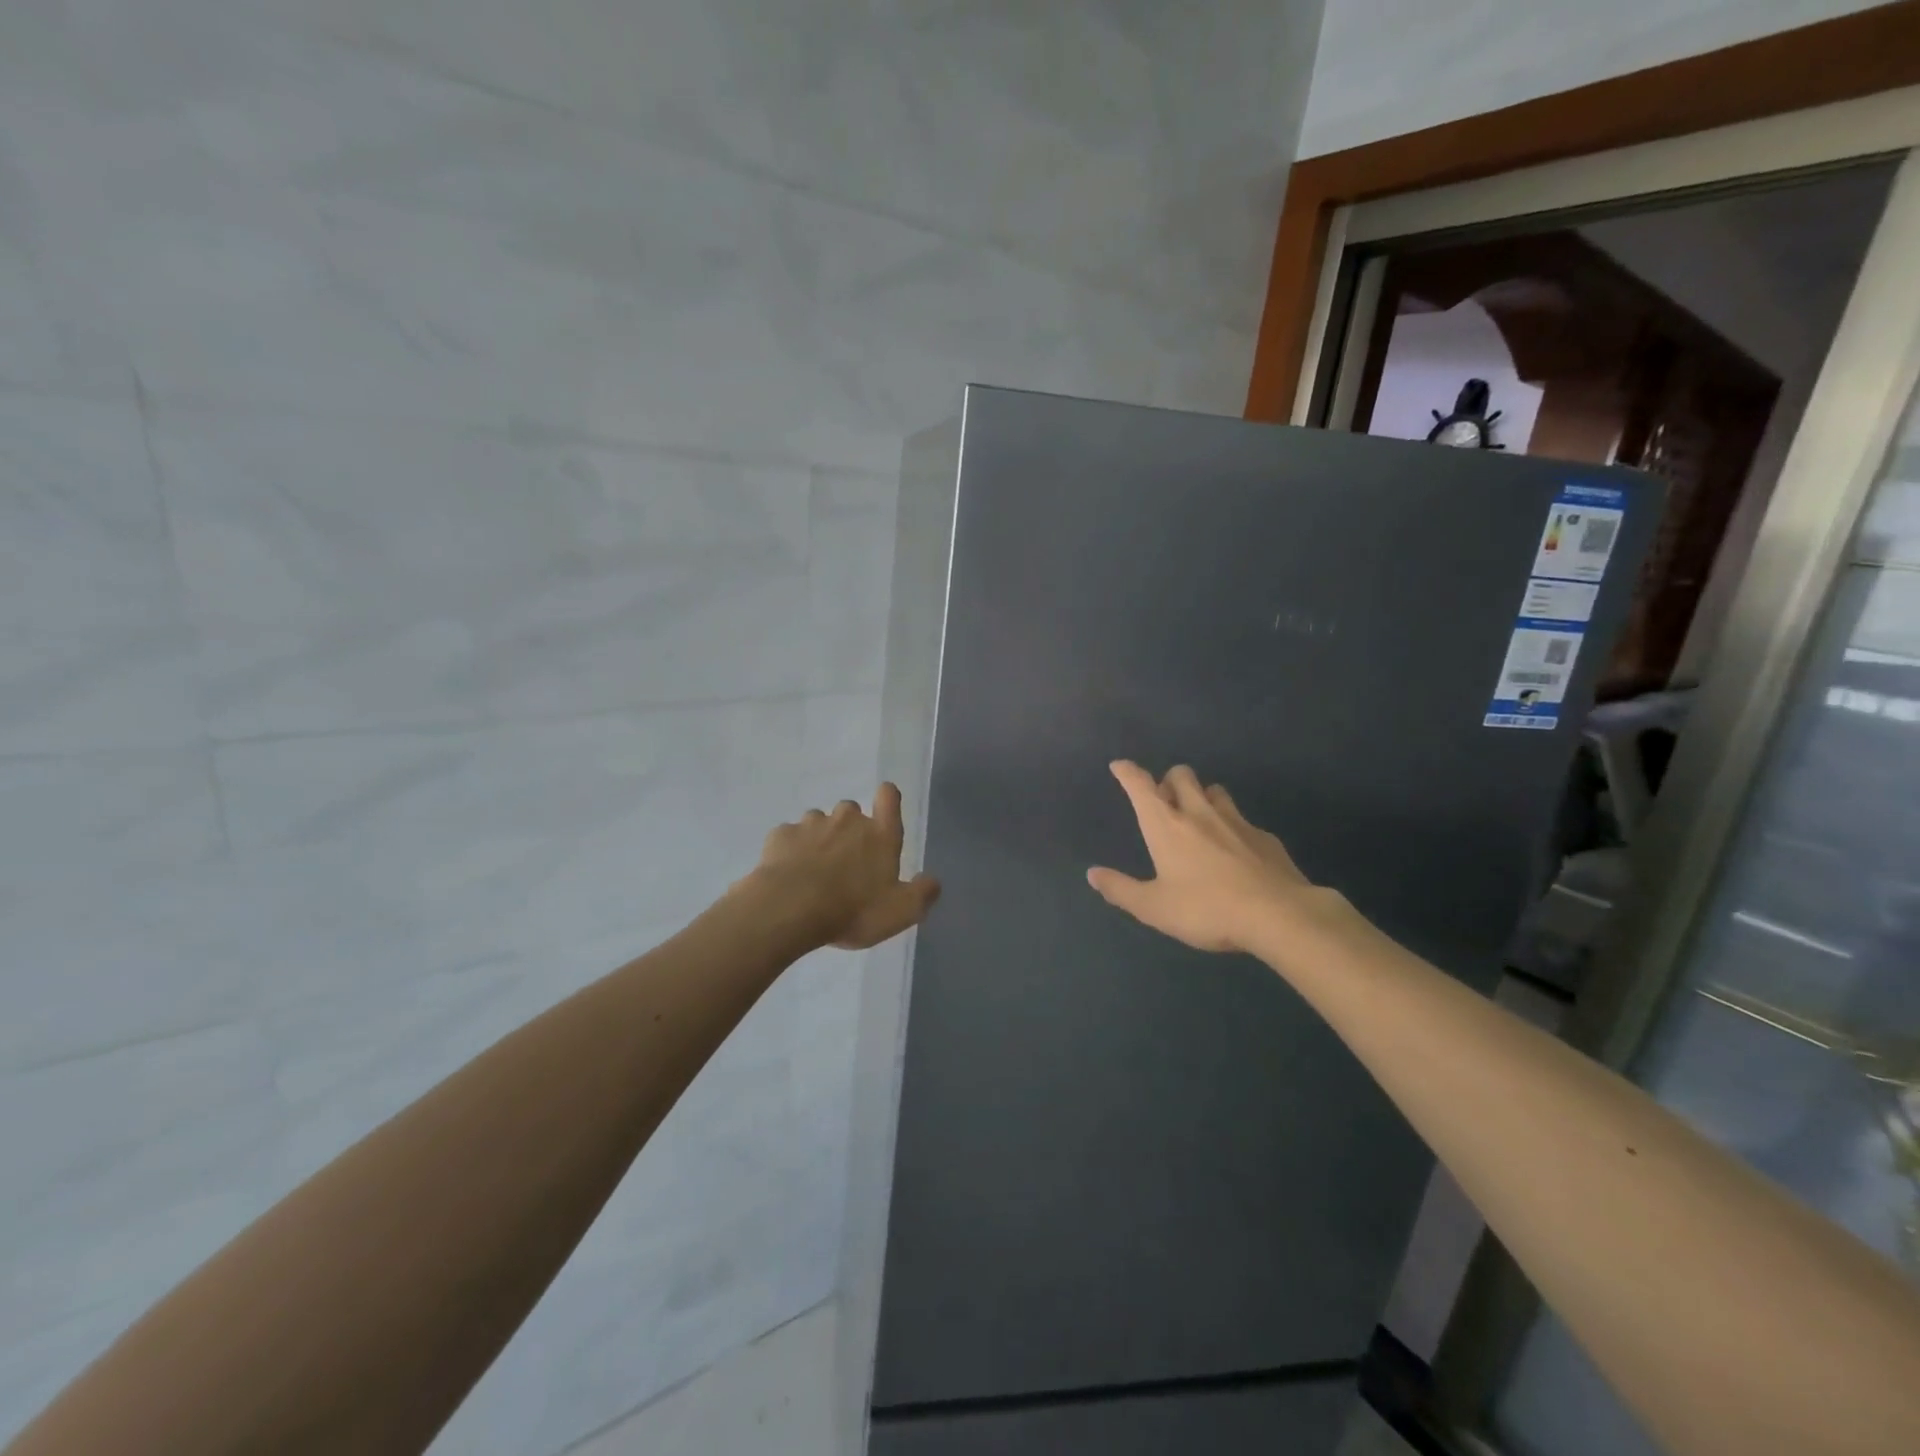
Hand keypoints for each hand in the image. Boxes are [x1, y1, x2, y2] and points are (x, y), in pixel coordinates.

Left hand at [750, 783, 941, 950]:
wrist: (789, 909)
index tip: (883, 811)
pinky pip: (789, 837)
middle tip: (845, 864)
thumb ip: (922, 894)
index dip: (888, 799)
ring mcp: (811, 824)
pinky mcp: (781, 835)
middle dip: (849, 830)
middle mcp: (847, 820)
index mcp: (880, 834)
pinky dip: (790, 851)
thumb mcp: (900, 912)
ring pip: (818, 822)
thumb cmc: (852, 909)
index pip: (889, 797)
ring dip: (818, 840)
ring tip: (813, 872)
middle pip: (851, 811)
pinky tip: (788, 874)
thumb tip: (932, 881)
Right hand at [1088, 761, 1343, 954]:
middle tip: (1165, 800)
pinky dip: (1232, 825)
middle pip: (1182, 775)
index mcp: (1166, 825)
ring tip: (1199, 816)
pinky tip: (1235, 848)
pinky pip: (1243, 819)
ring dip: (1202, 796)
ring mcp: (1236, 821)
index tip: (1119, 766)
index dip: (1127, 772)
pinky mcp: (1264, 837)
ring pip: (1215, 790)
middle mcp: (1199, 813)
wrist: (1279, 915)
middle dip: (1169, 779)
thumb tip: (1092, 873)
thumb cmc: (1206, 909)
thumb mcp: (1154, 908)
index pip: (1141, 786)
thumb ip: (1121, 889)